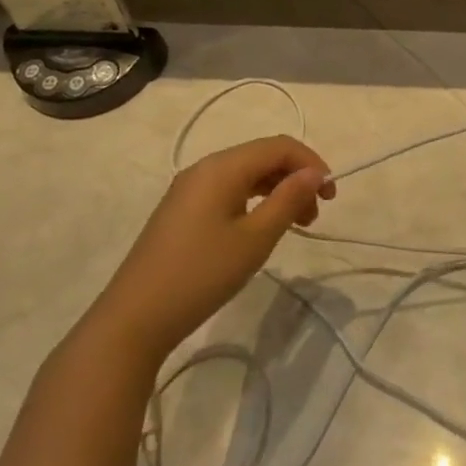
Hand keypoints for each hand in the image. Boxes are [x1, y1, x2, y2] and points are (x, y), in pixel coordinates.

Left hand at [105, 136, 334, 364]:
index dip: (311, 163)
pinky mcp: (182, 211)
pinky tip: (263, 229)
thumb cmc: (201, 274)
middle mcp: (205, 168)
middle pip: (262, 157)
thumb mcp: (255, 238)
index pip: (278, 146)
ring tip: (297, 225)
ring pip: (246, 175)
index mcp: (222, 167)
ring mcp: (189, 190)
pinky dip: (255, 202)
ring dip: (277, 191)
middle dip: (295, 178)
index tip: (331, 195)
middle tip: (316, 215)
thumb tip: (315, 172)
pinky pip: (229, 192)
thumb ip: (289, 199)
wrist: (134, 319)